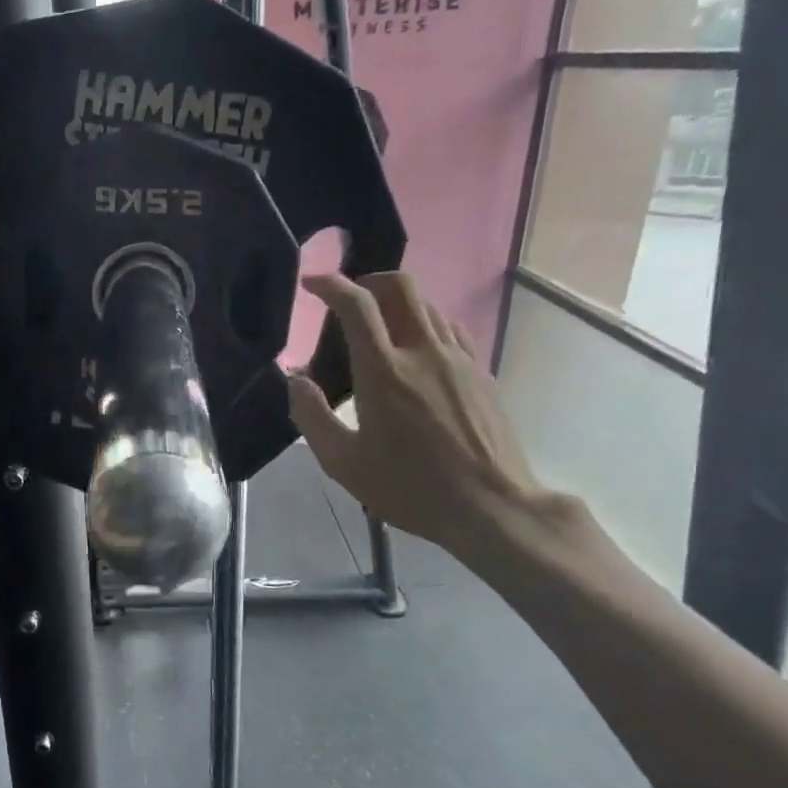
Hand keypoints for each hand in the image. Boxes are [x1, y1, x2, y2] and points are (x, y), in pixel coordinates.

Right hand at [287, 271, 553, 555]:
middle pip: (401, 286)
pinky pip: (449, 328)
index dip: (331, 285)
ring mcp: (458, 358)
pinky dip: (424, 322)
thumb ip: (312, 417)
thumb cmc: (410, 488)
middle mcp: (423, 351)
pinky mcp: (480, 372)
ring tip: (378, 327)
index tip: (312, 284)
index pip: (358, 305)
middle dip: (369, 280)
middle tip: (348, 300)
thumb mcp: (344, 463)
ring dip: (397, 302)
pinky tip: (416, 349)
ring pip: (428, 305)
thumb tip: (296, 381)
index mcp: (384, 371)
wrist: (492, 507)